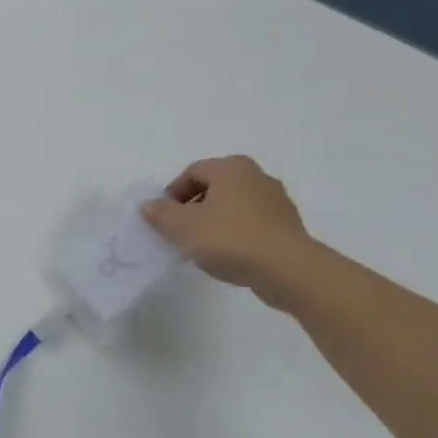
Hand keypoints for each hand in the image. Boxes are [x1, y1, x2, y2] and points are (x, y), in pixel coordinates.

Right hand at [141, 156, 314, 300]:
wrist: (288, 270)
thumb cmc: (230, 239)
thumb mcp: (183, 227)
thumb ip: (161, 213)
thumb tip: (148, 205)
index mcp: (230, 168)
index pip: (192, 172)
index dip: (172, 194)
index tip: (164, 219)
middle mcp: (256, 175)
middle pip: (214, 187)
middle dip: (193, 207)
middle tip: (181, 232)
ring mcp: (276, 200)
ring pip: (233, 206)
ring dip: (214, 221)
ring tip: (203, 247)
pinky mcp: (288, 225)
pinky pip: (252, 223)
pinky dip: (236, 234)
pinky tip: (229, 255)